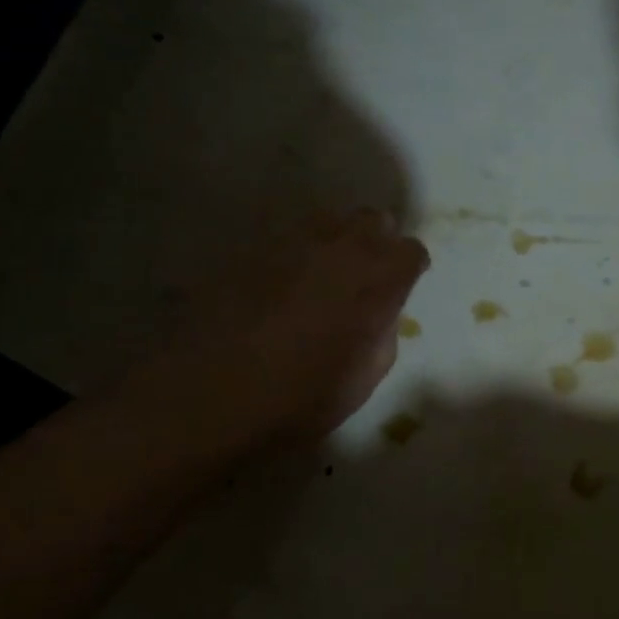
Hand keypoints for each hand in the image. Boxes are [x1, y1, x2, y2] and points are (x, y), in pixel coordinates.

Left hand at [121, 210, 429, 450]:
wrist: (207, 395)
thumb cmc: (299, 398)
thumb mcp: (363, 380)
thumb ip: (382, 336)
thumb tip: (380, 315)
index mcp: (377, 282)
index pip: (410, 251)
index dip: (410, 267)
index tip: (403, 286)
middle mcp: (340, 251)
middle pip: (374, 220)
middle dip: (378, 241)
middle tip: (368, 275)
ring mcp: (293, 245)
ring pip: (330, 221)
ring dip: (338, 241)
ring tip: (325, 276)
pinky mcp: (252, 251)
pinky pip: (288, 239)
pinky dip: (297, 255)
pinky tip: (283, 286)